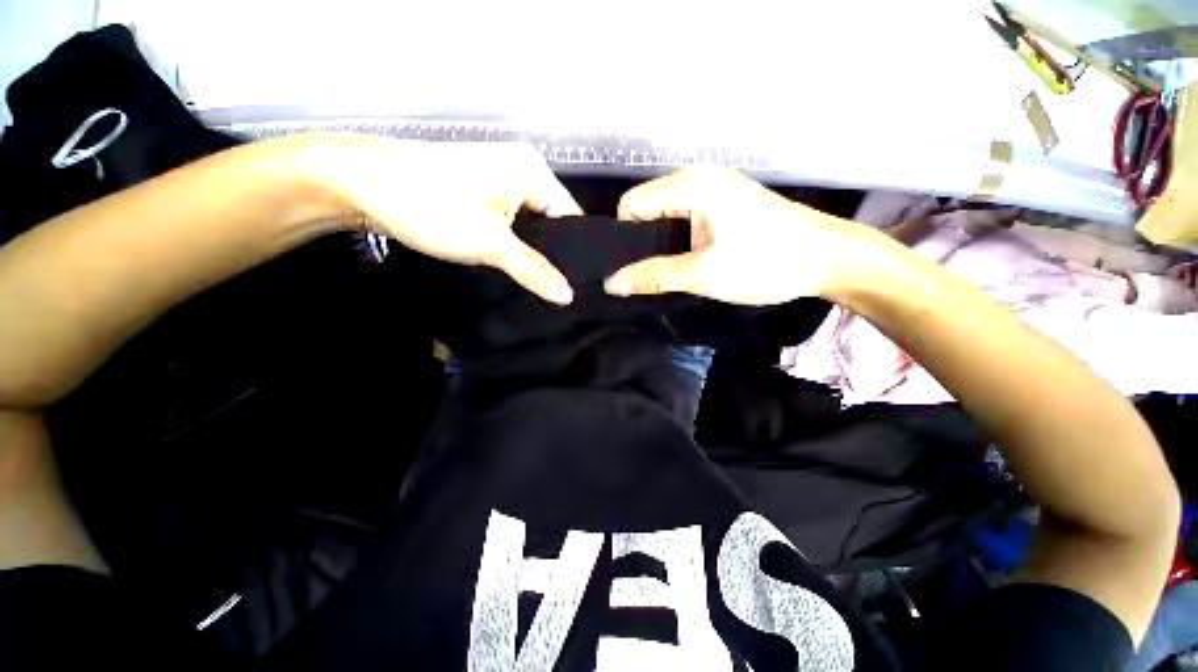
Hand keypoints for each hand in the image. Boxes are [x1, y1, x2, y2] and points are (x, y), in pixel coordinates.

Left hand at [311, 136, 581, 303]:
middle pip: (553, 221)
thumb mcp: (490, 244)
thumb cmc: (432, 206)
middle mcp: (522, 172)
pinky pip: (511, 224)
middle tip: (563, 291)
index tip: (582, 285)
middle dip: (556, 256)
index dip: (579, 252)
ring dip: (534, 253)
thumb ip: (534, 270)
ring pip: (531, 225)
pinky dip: (515, 245)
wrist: (359, 184)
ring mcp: (500, 181)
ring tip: (545, 286)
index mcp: (533, 172)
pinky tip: (520, 269)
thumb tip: (568, 296)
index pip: (572, 217)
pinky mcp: (481, 194)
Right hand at [604, 168, 859, 305]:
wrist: (827, 259)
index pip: (631, 204)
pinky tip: (681, 261)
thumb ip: (653, 277)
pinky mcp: (724, 204)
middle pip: (647, 207)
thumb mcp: (703, 273)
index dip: (624, 237)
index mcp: (690, 186)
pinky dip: (676, 240)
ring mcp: (713, 190)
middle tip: (641, 274)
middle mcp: (698, 179)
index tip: (628, 267)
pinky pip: (684, 218)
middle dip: (639, 241)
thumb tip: (611, 284)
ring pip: (665, 215)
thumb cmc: (765, 263)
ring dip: (658, 243)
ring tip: (659, 271)